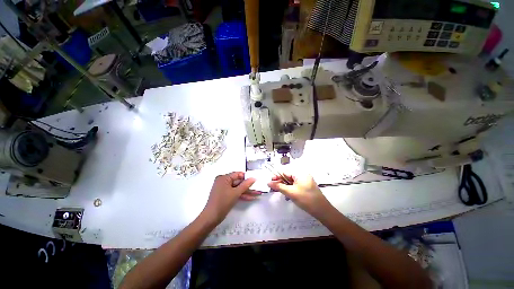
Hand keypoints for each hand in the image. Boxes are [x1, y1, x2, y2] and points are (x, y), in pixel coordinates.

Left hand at [203, 172, 257, 223]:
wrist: (211, 218)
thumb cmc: (223, 202)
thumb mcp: (236, 193)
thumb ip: (245, 185)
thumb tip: (254, 178)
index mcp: (224, 178)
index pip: (238, 174)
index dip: (247, 177)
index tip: (255, 180)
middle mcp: (223, 181)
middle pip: (238, 182)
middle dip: (248, 186)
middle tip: (258, 188)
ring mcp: (224, 188)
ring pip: (237, 188)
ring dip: (247, 191)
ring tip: (257, 193)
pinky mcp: (225, 195)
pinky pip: (234, 193)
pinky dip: (241, 195)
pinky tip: (251, 198)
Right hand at [268, 174, 331, 217]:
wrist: (322, 211)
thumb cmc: (306, 199)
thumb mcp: (290, 192)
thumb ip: (279, 186)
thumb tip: (269, 182)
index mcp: (299, 173)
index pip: (285, 171)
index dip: (277, 176)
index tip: (271, 182)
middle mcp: (302, 174)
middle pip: (288, 176)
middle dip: (280, 182)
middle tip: (275, 189)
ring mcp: (305, 180)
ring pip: (291, 181)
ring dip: (285, 186)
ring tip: (281, 193)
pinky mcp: (306, 186)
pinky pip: (295, 185)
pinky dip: (290, 189)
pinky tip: (288, 195)